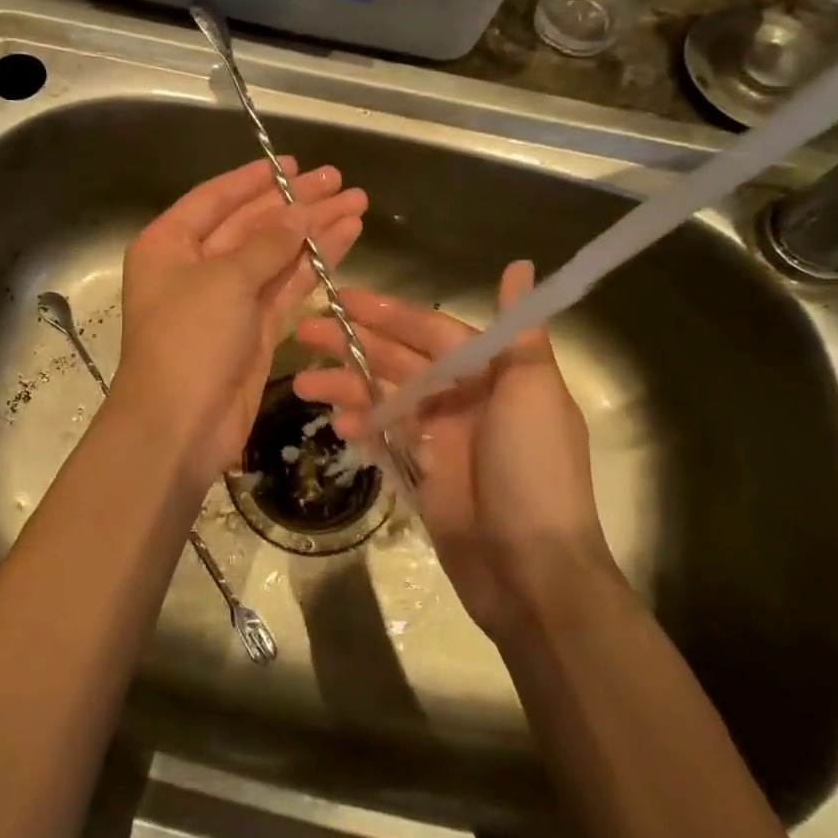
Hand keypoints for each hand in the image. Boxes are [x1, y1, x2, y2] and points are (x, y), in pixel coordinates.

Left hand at [113, 158, 366, 486]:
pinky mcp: (253, 331)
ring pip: (275, 255)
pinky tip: (344, 239)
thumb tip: (300, 211)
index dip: (255, 179)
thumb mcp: (225, 280)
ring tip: (357, 204)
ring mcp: (226, 301)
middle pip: (251, 224)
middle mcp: (195, 267)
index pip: (215, 199)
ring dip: (313, 231)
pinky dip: (314, 265)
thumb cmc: (188, 340)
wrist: (179, 426)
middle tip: (340, 182)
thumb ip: (267, 242)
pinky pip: (285, 288)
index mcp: (168, 245)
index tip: (295, 163)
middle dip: (296, 204)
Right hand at [292, 261, 611, 643]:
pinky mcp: (421, 472)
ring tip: (302, 386)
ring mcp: (439, 436)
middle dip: (352, 344)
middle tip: (303, 331)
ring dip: (346, 387)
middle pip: (399, 360)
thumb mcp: (535, 394)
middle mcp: (462, 397)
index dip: (387, 313)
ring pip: (383, 397)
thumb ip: (520, 332)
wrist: (532, 571)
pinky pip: (384, 438)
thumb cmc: (534, 472)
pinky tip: (338, 426)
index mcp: (491, 373)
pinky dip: (362, 428)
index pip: (430, 330)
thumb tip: (520, 267)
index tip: (340, 298)